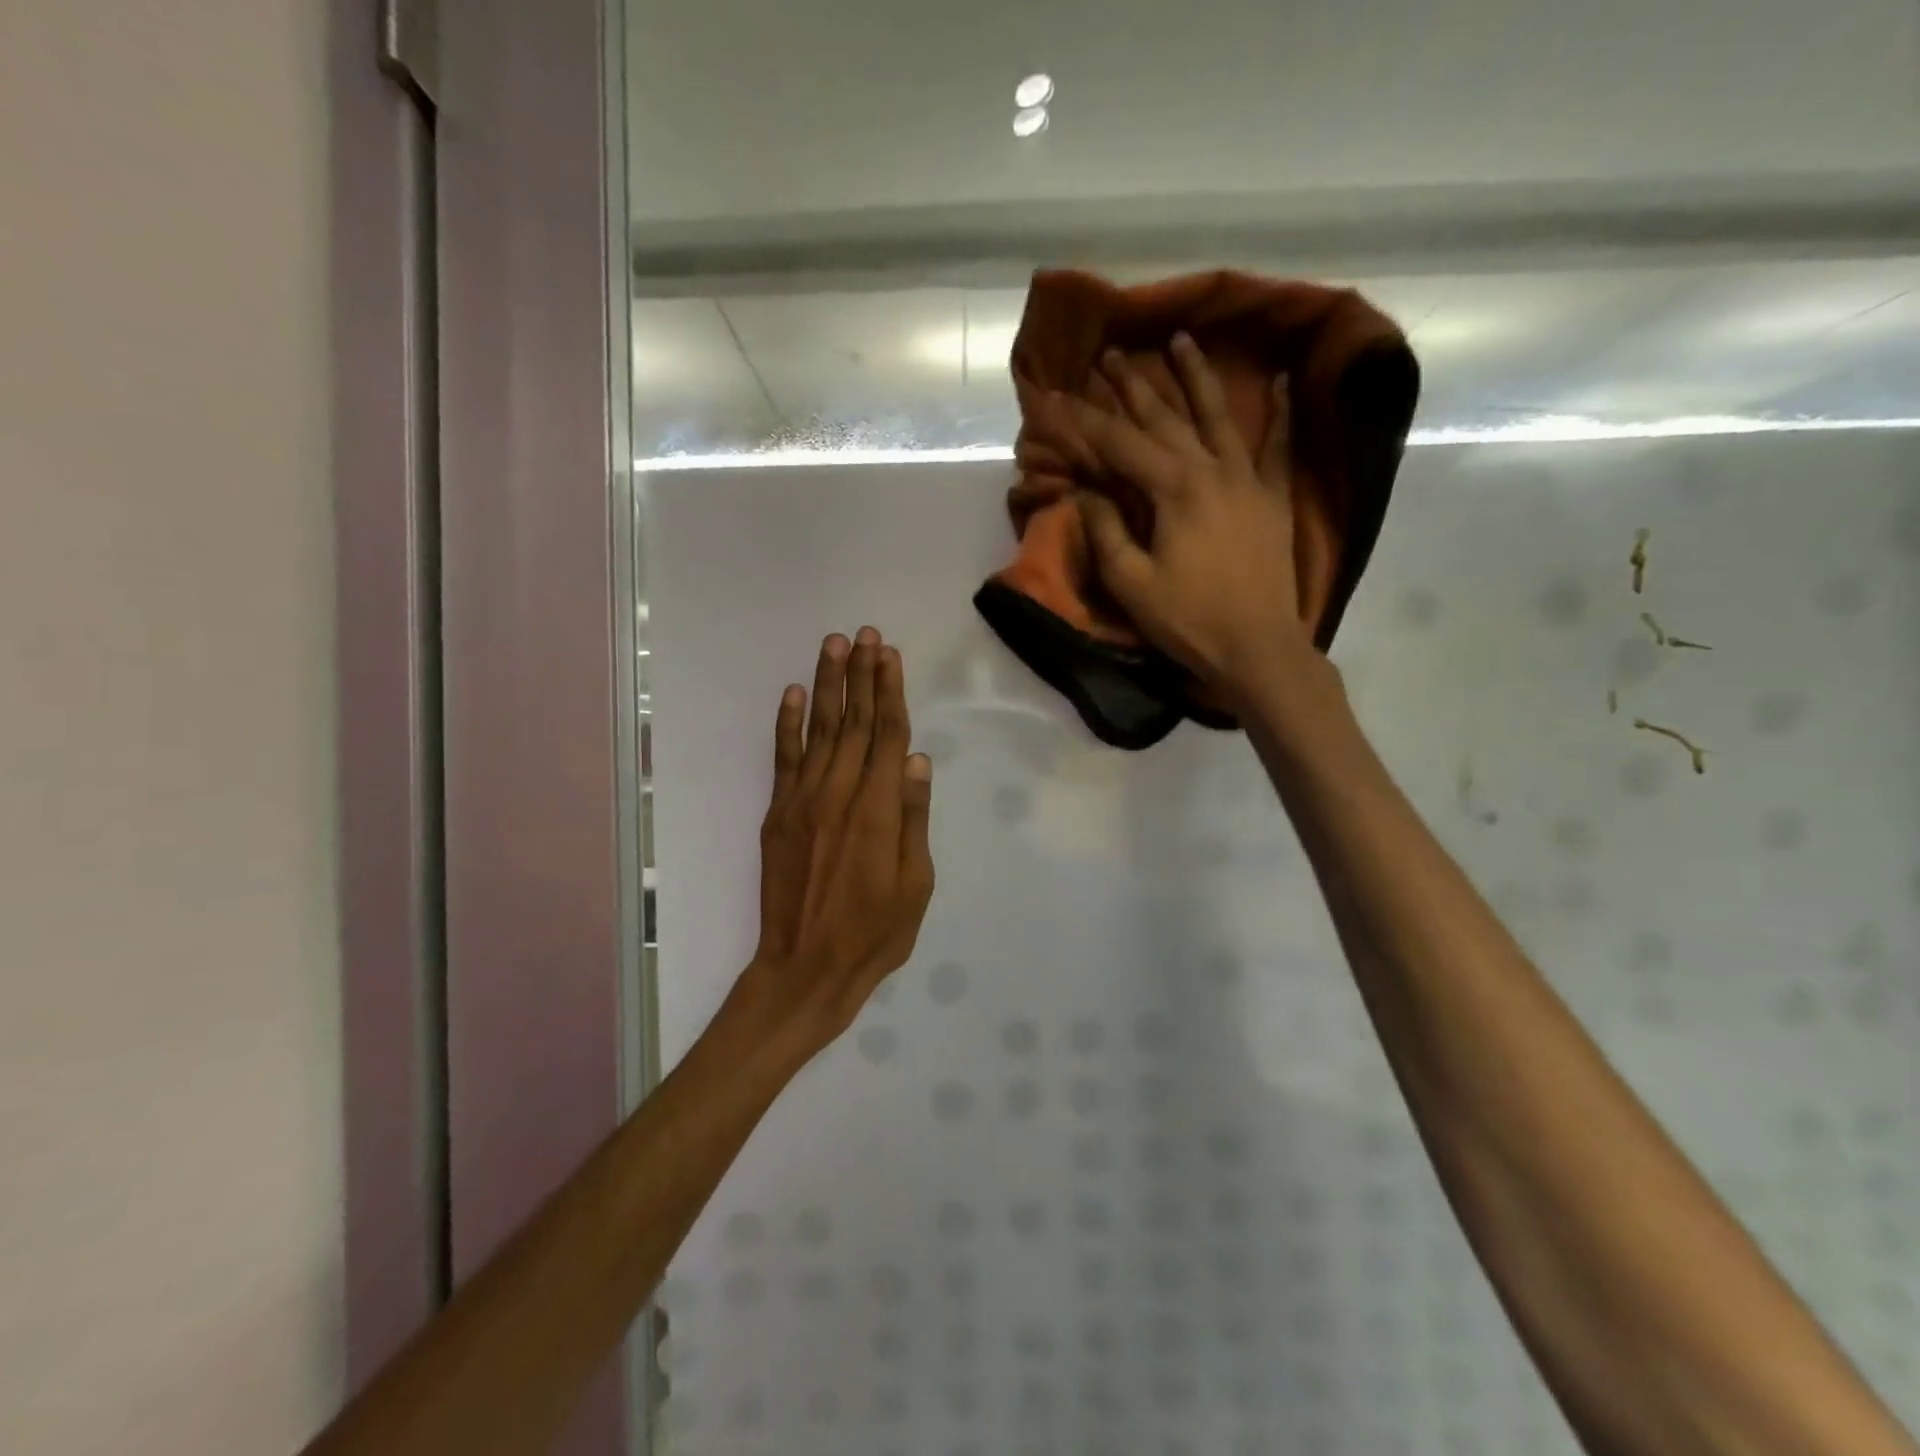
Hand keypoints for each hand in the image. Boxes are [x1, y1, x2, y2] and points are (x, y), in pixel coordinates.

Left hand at [730, 628, 935, 1052]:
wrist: (805, 967)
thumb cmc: (874, 933)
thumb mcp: (915, 884)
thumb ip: (913, 818)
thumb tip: (918, 760)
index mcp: (878, 810)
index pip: (887, 735)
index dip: (890, 692)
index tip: (889, 654)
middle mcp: (839, 794)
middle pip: (854, 722)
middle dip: (860, 675)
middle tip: (864, 633)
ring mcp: (803, 801)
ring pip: (819, 730)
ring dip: (827, 685)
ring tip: (833, 644)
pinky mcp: (778, 814)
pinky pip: (783, 758)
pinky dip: (788, 723)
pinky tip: (794, 693)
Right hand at [1067, 335, 1314, 704]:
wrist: (1257, 647)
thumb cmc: (1188, 619)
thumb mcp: (1131, 583)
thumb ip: (1107, 531)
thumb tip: (1087, 492)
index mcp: (1173, 489)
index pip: (1119, 443)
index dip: (1083, 421)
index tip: (1055, 397)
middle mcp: (1211, 470)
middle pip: (1166, 418)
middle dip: (1134, 385)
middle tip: (1111, 355)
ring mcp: (1247, 480)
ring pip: (1218, 416)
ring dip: (1196, 377)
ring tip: (1182, 340)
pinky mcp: (1272, 498)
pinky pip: (1277, 446)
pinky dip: (1281, 413)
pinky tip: (1280, 382)